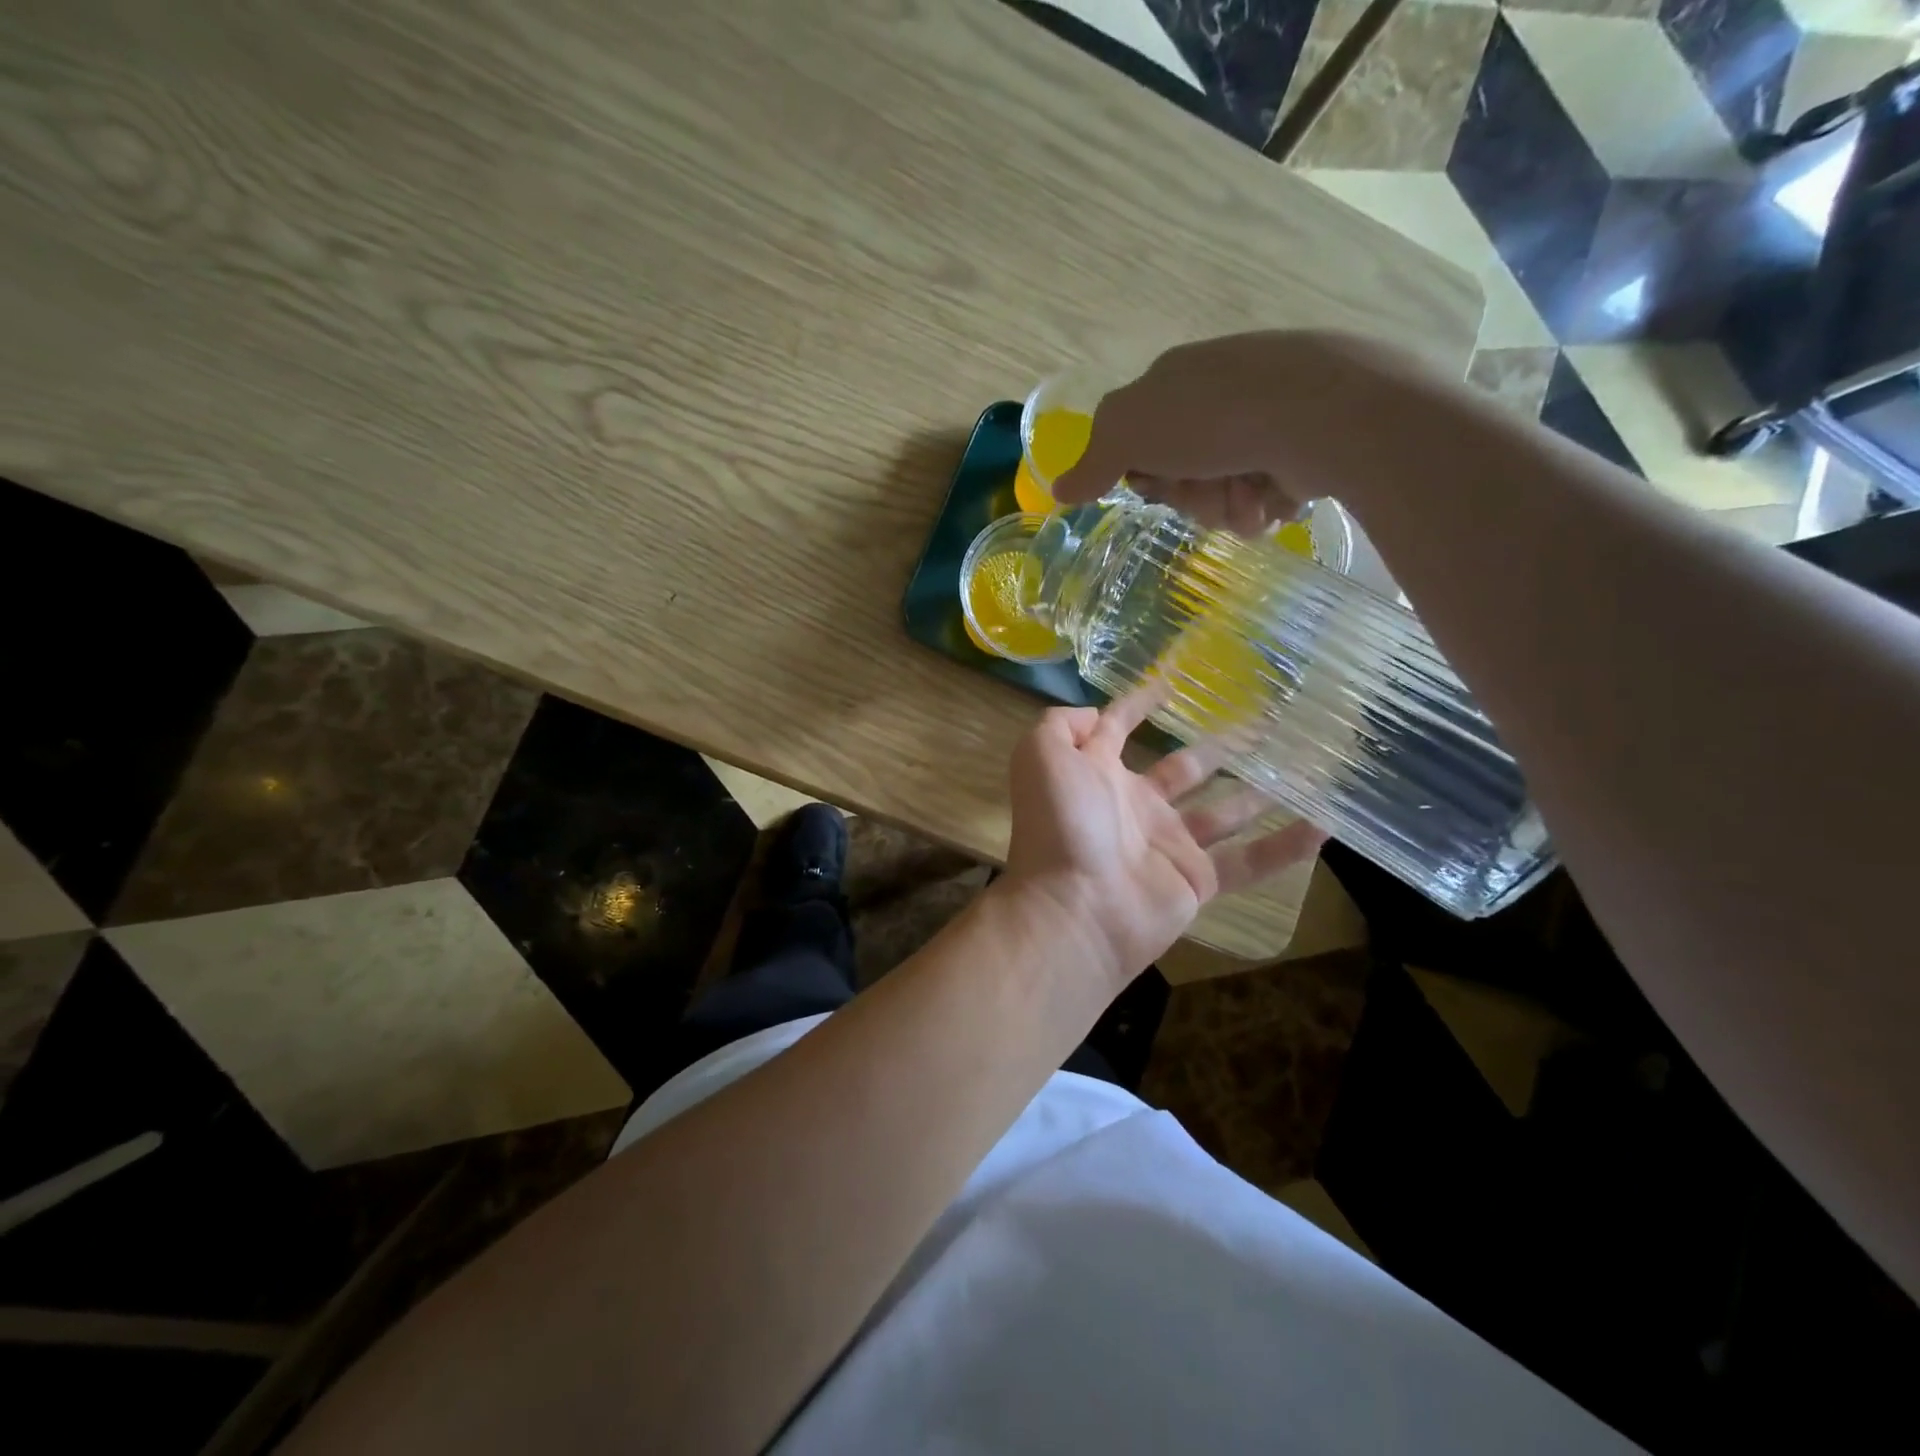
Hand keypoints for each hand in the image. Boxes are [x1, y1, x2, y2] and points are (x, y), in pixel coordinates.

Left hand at [1001, 692, 1325, 990]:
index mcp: (1098, 773)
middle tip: (1263, 721)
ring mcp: (1168, 844)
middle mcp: (1135, 805)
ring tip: (1303, 765)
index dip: (1137, 704)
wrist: (1077, 908)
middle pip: (1185, 768)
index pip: (1117, 729)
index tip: (1170, 682)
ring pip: (1223, 811)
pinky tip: (1324, 825)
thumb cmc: (1060, 824)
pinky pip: (1249, 862)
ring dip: (1259, 791)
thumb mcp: (1041, 755)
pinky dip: (1285, 847)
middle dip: (1219, 746)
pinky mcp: (1196, 880)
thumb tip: (1096, 714)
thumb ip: (1061, 725)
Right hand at [1051, 331, 1400, 534]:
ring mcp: (1264, 420)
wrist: (1324, 412)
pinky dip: (1265, 505)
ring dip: (1227, 507)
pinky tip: (1278, 494)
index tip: (1156, 483)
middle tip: (1207, 488)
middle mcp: (1218, 396)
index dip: (1143, 474)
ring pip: (1222, 493)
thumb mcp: (1129, 431)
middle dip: (1190, 495)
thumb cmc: (1215, 417)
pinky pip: (1264, 497)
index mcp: (1175, 382)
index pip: (1138, 446)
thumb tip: (1058, 489)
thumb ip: (1092, 462)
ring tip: (1249, 495)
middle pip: (1181, 476)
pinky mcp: (1303, 447)